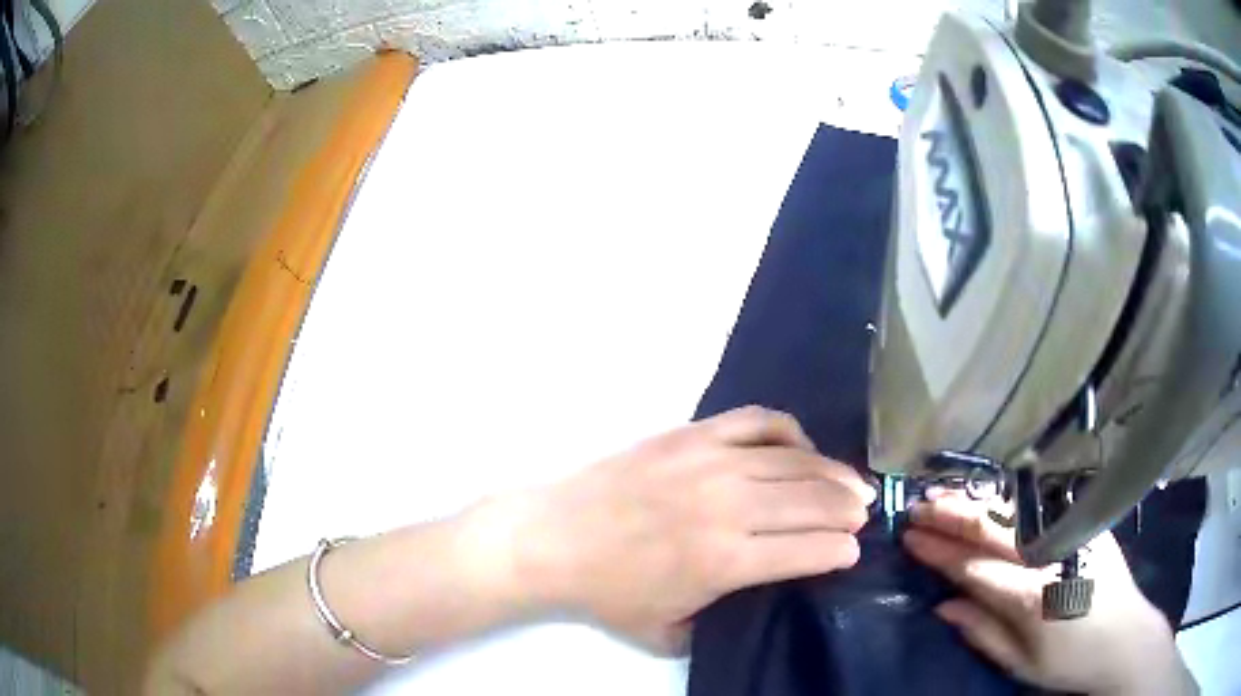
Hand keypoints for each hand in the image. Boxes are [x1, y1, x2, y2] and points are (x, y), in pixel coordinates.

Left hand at [504, 406, 874, 653]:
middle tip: (864, 511)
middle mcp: (729, 508)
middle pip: (813, 502)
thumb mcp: (665, 632)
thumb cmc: (608, 591)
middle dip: (848, 508)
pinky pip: (758, 422)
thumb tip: (754, 596)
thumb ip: (716, 622)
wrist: (554, 536)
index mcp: (725, 562)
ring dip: (833, 473)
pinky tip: (800, 448)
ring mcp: (711, 463)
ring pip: (796, 462)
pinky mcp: (692, 435)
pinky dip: (789, 432)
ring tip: (853, 483)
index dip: (839, 550)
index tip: (852, 549)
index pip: (808, 550)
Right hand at [903, 493, 1197, 695]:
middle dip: (951, 517)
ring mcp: (1072, 531)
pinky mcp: (1086, 522)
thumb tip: (942, 606)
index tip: (910, 537)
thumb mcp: (1021, 664)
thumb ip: (982, 632)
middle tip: (917, 506)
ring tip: (943, 496)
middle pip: (993, 528)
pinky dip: (1008, 500)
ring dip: (976, 502)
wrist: (1125, 637)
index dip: (940, 551)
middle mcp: (1051, 554)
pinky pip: (1039, 506)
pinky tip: (988, 497)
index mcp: (1032, 597)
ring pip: (1015, 509)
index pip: (975, 566)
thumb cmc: (1069, 661)